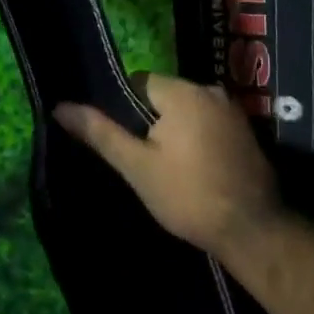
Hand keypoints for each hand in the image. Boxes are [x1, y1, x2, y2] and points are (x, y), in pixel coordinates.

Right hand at [53, 73, 281, 257]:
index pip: (139, 82)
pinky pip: (209, 123)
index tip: (125, 142)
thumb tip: (60, 107)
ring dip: (175, 131)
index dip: (125, 110)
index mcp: (182, 91)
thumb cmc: (188, 196)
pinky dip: (197, 138)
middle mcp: (210, 90)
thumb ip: (101, 132)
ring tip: (168, 168)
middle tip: (144, 160)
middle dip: (151, 121)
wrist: (254, 231)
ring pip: (188, 111)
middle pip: (165, 96)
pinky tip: (195, 169)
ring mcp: (233, 110)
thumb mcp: (137, 166)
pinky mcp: (247, 131)